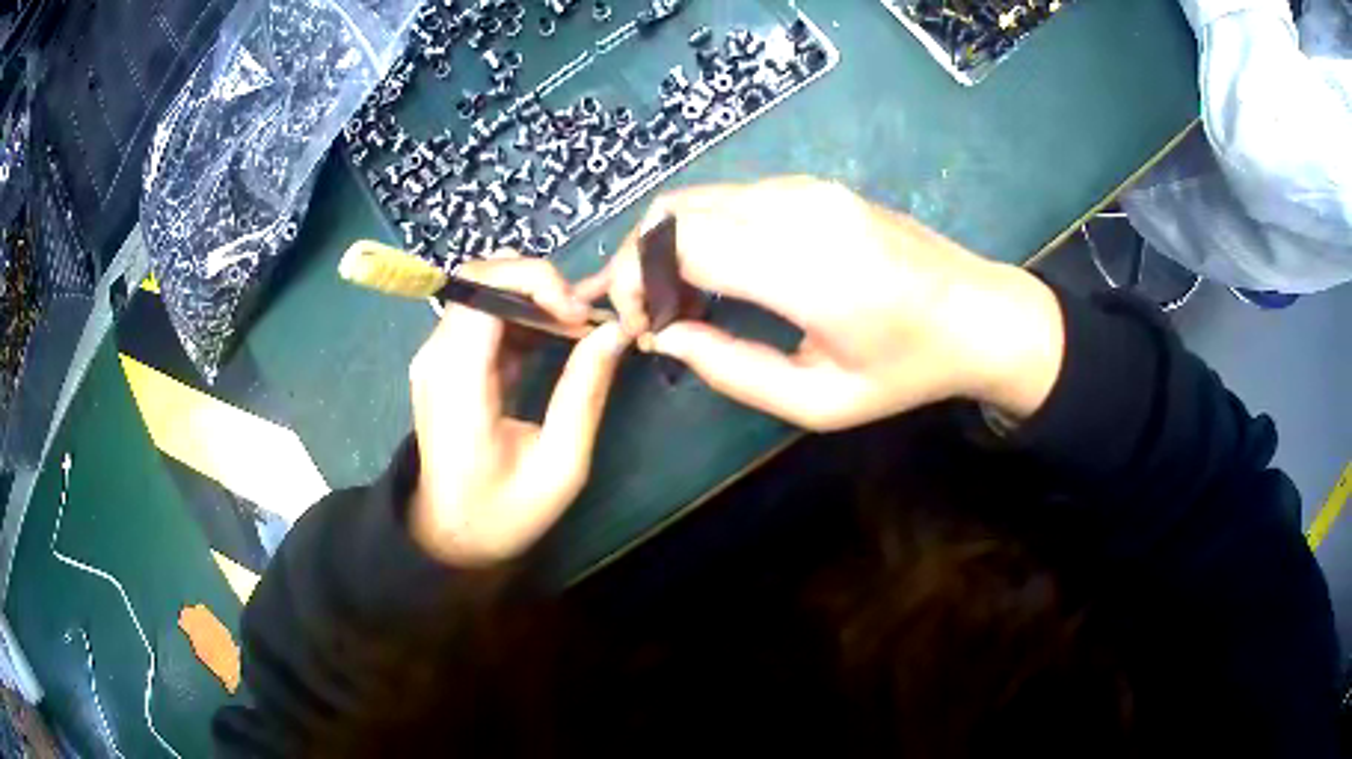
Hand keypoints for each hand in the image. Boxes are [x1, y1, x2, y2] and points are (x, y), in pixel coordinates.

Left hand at [407, 257, 629, 566]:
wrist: (450, 537)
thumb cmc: (503, 512)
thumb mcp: (559, 464)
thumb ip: (584, 392)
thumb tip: (614, 330)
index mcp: (457, 381)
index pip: (483, 288)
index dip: (536, 282)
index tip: (580, 314)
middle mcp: (436, 356)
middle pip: (482, 277)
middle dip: (540, 283)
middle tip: (585, 317)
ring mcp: (436, 356)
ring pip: (485, 289)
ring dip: (536, 296)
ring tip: (580, 325)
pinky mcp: (445, 361)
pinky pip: (485, 315)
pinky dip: (525, 314)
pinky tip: (558, 336)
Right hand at [596, 177, 1064, 430]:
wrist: (979, 314)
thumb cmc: (907, 370)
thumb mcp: (820, 402)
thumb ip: (733, 371)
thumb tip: (664, 337)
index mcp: (805, 270)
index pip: (677, 243)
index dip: (635, 279)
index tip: (638, 324)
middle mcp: (799, 210)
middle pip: (676, 210)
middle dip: (639, 259)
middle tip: (649, 314)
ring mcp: (808, 188)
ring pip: (699, 197)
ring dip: (669, 244)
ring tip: (682, 302)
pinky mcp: (814, 184)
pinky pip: (733, 196)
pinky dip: (703, 229)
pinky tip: (719, 273)